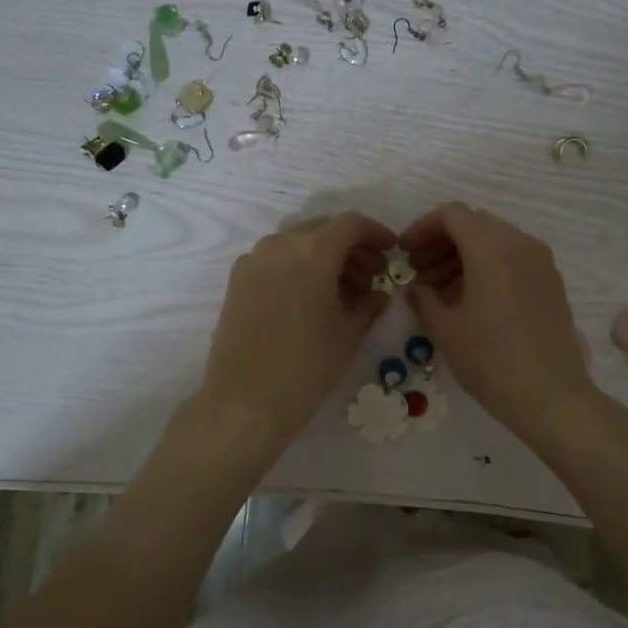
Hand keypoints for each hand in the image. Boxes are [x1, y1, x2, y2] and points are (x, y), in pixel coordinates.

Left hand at [200, 212, 398, 447]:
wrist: (243, 403)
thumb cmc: (306, 368)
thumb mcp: (349, 335)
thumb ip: (370, 304)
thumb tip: (378, 292)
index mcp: (313, 252)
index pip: (351, 224)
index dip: (376, 233)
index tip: (391, 252)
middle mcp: (280, 245)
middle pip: (323, 230)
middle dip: (351, 247)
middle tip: (371, 277)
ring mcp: (253, 261)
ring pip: (297, 243)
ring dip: (324, 256)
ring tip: (342, 292)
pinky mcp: (236, 281)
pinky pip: (275, 260)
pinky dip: (298, 267)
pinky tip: (309, 299)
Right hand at [399, 203, 600, 449]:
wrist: (551, 396)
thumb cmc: (490, 360)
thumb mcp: (445, 329)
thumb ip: (423, 298)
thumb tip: (417, 287)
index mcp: (491, 248)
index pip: (452, 214)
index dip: (422, 228)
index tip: (405, 253)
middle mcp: (520, 244)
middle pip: (474, 224)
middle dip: (442, 242)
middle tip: (419, 273)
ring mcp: (541, 262)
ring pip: (495, 241)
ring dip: (464, 256)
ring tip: (441, 292)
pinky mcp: (551, 282)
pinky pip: (513, 259)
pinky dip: (488, 267)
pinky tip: (472, 300)